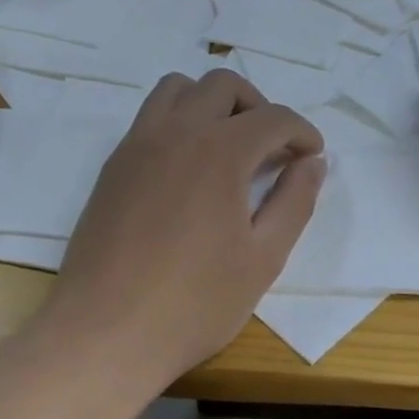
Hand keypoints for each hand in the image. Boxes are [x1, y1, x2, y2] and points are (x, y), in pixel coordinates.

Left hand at [40, 69, 325, 388]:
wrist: (104, 334)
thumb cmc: (194, 303)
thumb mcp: (263, 258)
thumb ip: (294, 202)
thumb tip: (313, 163)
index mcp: (220, 152)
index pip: (273, 118)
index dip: (302, 133)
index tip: (312, 156)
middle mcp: (177, 132)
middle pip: (223, 85)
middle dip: (258, 106)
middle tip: (272, 147)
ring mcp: (137, 145)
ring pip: (178, 88)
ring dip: (212, 102)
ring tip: (228, 144)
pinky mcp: (113, 166)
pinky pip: (149, 117)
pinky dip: (178, 121)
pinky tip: (188, 168)